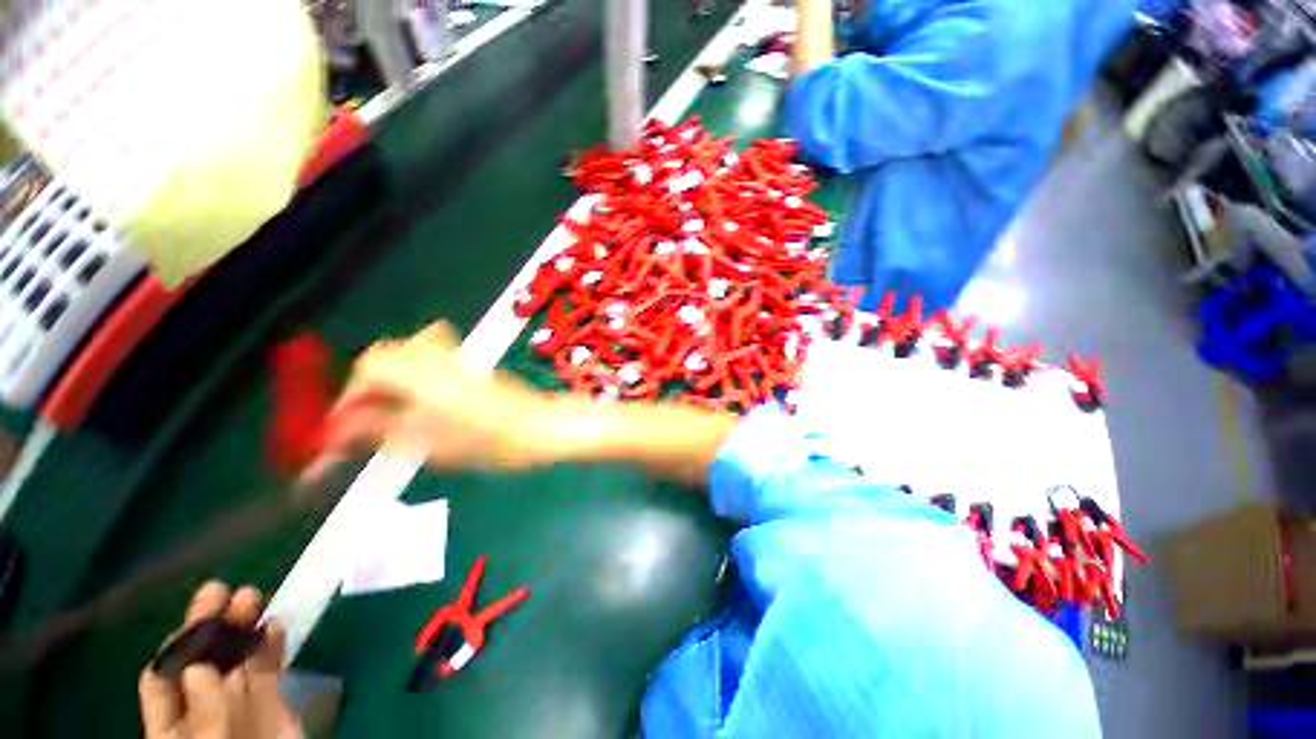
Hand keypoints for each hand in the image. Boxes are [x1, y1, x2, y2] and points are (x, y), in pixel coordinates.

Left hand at [139, 582, 303, 738]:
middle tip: (222, 590)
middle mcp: (201, 710)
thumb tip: (199, 668)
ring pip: (236, 659)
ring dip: (242, 628)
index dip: (174, 647)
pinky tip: (277, 625)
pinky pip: (268, 668)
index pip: (162, 677)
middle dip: (209, 626)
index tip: (195, 621)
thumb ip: (204, 714)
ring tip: (253, 597)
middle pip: (200, 660)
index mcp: (172, 727)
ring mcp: (237, 705)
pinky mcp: (271, 703)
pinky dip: (271, 645)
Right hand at [308, 320, 559, 476]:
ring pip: (407, 352)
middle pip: (385, 354)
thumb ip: (384, 433)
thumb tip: (339, 431)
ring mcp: (459, 361)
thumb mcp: (436, 447)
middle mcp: (441, 362)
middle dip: (365, 384)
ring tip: (387, 409)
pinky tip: (418, 401)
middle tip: (363, 418)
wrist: (542, 428)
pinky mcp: (471, 367)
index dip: (349, 393)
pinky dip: (412, 374)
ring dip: (388, 376)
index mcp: (428, 380)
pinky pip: (430, 357)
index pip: (371, 366)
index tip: (342, 423)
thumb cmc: (496, 444)